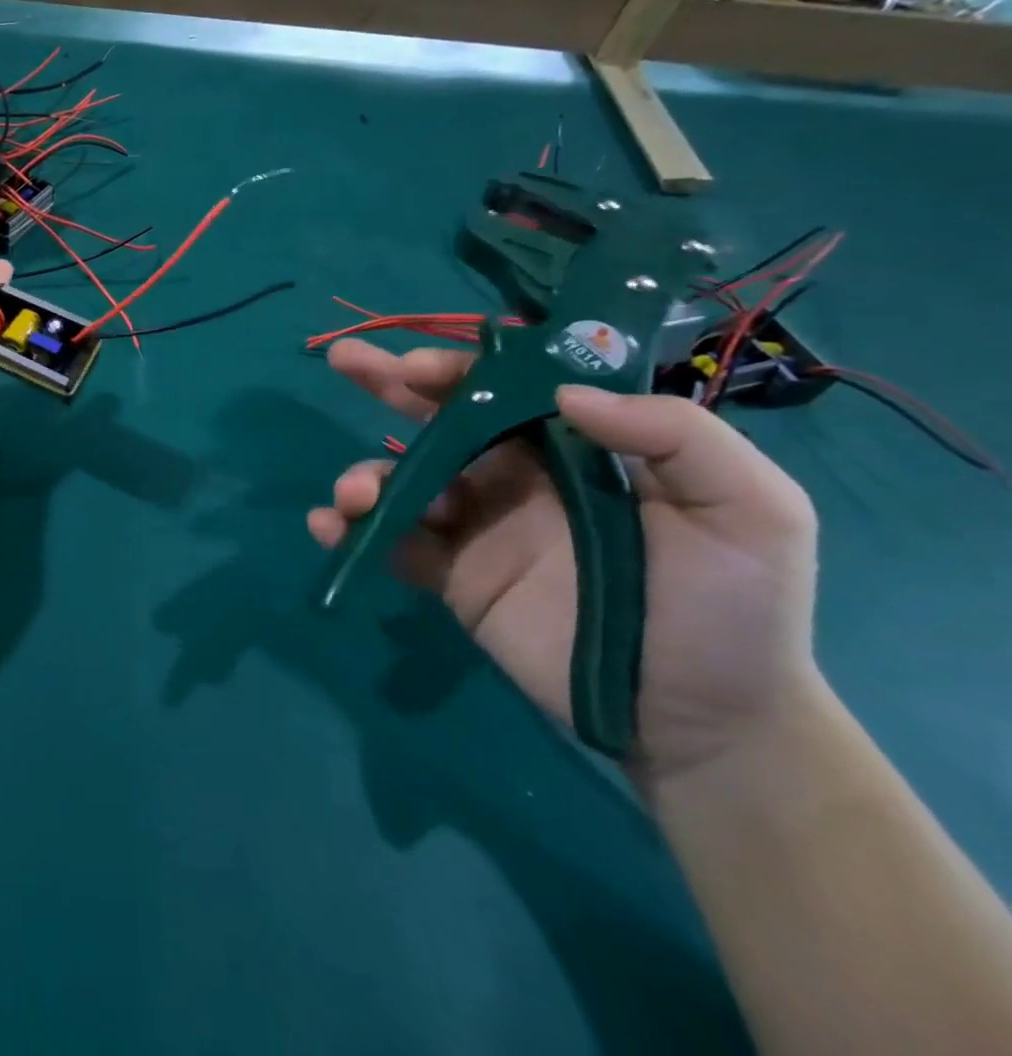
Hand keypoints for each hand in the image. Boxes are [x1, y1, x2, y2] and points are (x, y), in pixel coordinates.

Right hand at [307, 339, 821, 782]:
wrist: (707, 720)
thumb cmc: (734, 607)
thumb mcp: (751, 510)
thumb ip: (675, 436)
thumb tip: (565, 393)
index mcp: (572, 448)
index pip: (502, 389)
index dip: (455, 368)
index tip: (414, 365)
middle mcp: (514, 476)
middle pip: (439, 418)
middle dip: (388, 385)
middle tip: (343, 361)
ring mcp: (477, 526)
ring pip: (404, 480)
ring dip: (366, 475)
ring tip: (354, 494)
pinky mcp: (453, 577)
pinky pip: (393, 543)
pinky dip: (353, 531)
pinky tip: (331, 528)